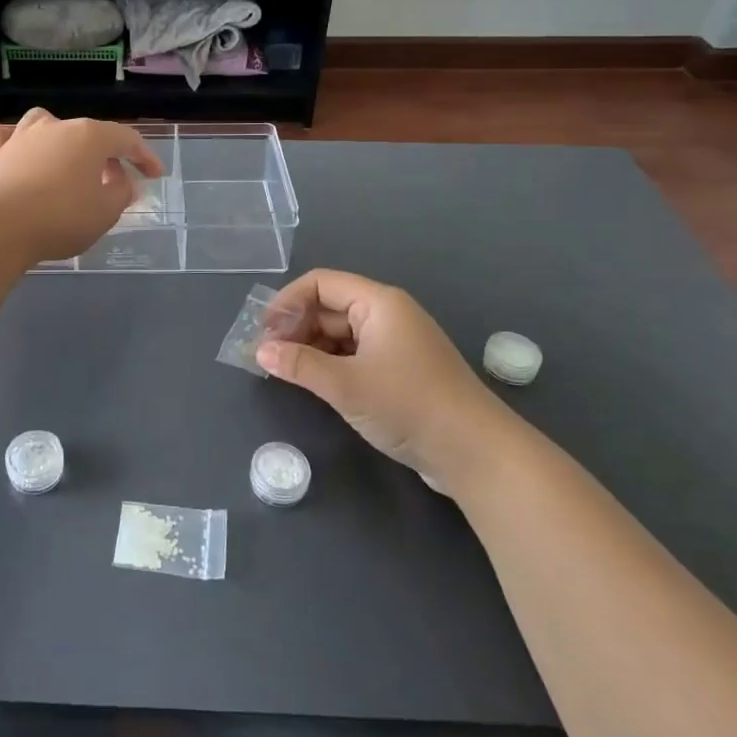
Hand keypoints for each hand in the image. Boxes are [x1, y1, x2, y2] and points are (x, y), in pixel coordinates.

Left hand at [0, 110, 166, 262]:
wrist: (1, 227)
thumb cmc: (62, 218)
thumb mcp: (106, 212)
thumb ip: (121, 193)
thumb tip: (121, 181)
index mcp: (90, 137)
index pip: (127, 139)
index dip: (144, 157)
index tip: (154, 175)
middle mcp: (56, 126)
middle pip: (88, 133)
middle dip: (105, 155)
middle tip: (114, 182)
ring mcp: (20, 136)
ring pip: (43, 123)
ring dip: (58, 138)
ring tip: (65, 160)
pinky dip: (8, 139)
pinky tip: (13, 150)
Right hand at [256, 269, 517, 494]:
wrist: (476, 453)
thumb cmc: (409, 405)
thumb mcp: (346, 385)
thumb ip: (300, 365)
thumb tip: (260, 352)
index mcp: (379, 303)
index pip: (321, 283)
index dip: (288, 302)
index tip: (263, 331)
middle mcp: (388, 315)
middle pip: (330, 307)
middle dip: (296, 327)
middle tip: (267, 356)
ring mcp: (396, 344)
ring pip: (341, 334)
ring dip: (311, 347)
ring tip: (285, 371)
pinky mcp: (401, 372)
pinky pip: (356, 355)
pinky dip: (331, 364)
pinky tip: (315, 383)